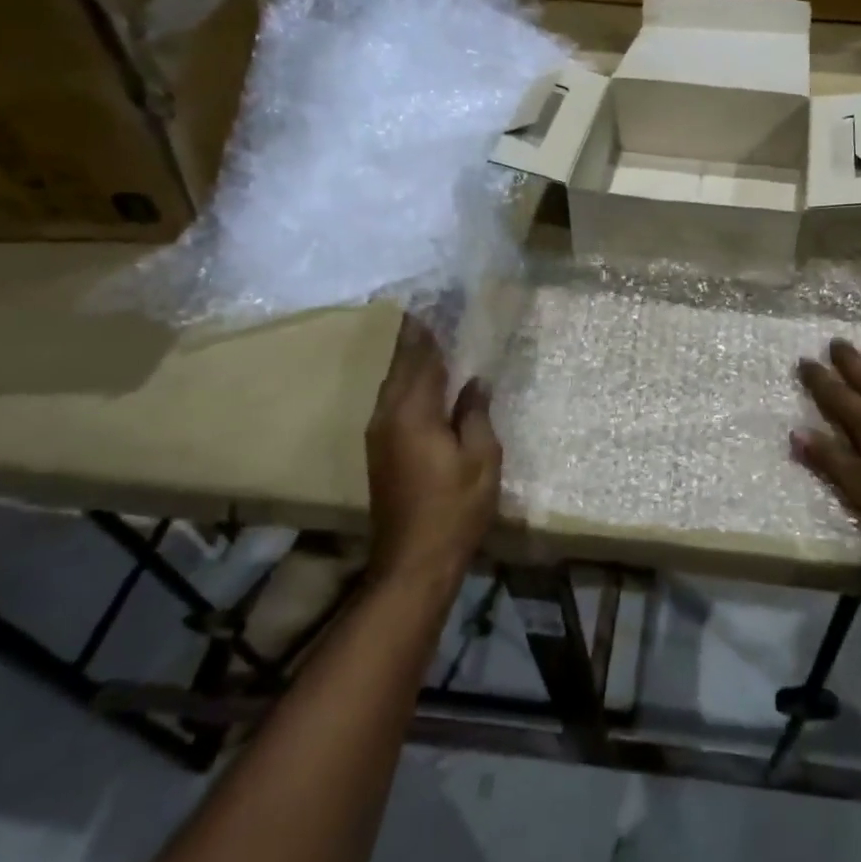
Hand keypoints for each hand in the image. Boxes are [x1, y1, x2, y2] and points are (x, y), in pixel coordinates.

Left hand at [365, 315, 500, 586]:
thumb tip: (475, 382)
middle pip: (401, 365)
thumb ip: (475, 414)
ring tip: (432, 335)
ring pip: (394, 383)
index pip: (421, 357)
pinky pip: (394, 401)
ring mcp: (379, 434)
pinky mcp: (381, 450)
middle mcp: (388, 416)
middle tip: (435, 309)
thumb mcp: (481, 458)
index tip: (438, 301)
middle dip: (416, 336)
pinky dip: (409, 381)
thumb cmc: (455, 508)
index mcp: (413, 412)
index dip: (430, 328)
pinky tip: (426, 380)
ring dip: (411, 358)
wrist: (413, 561)